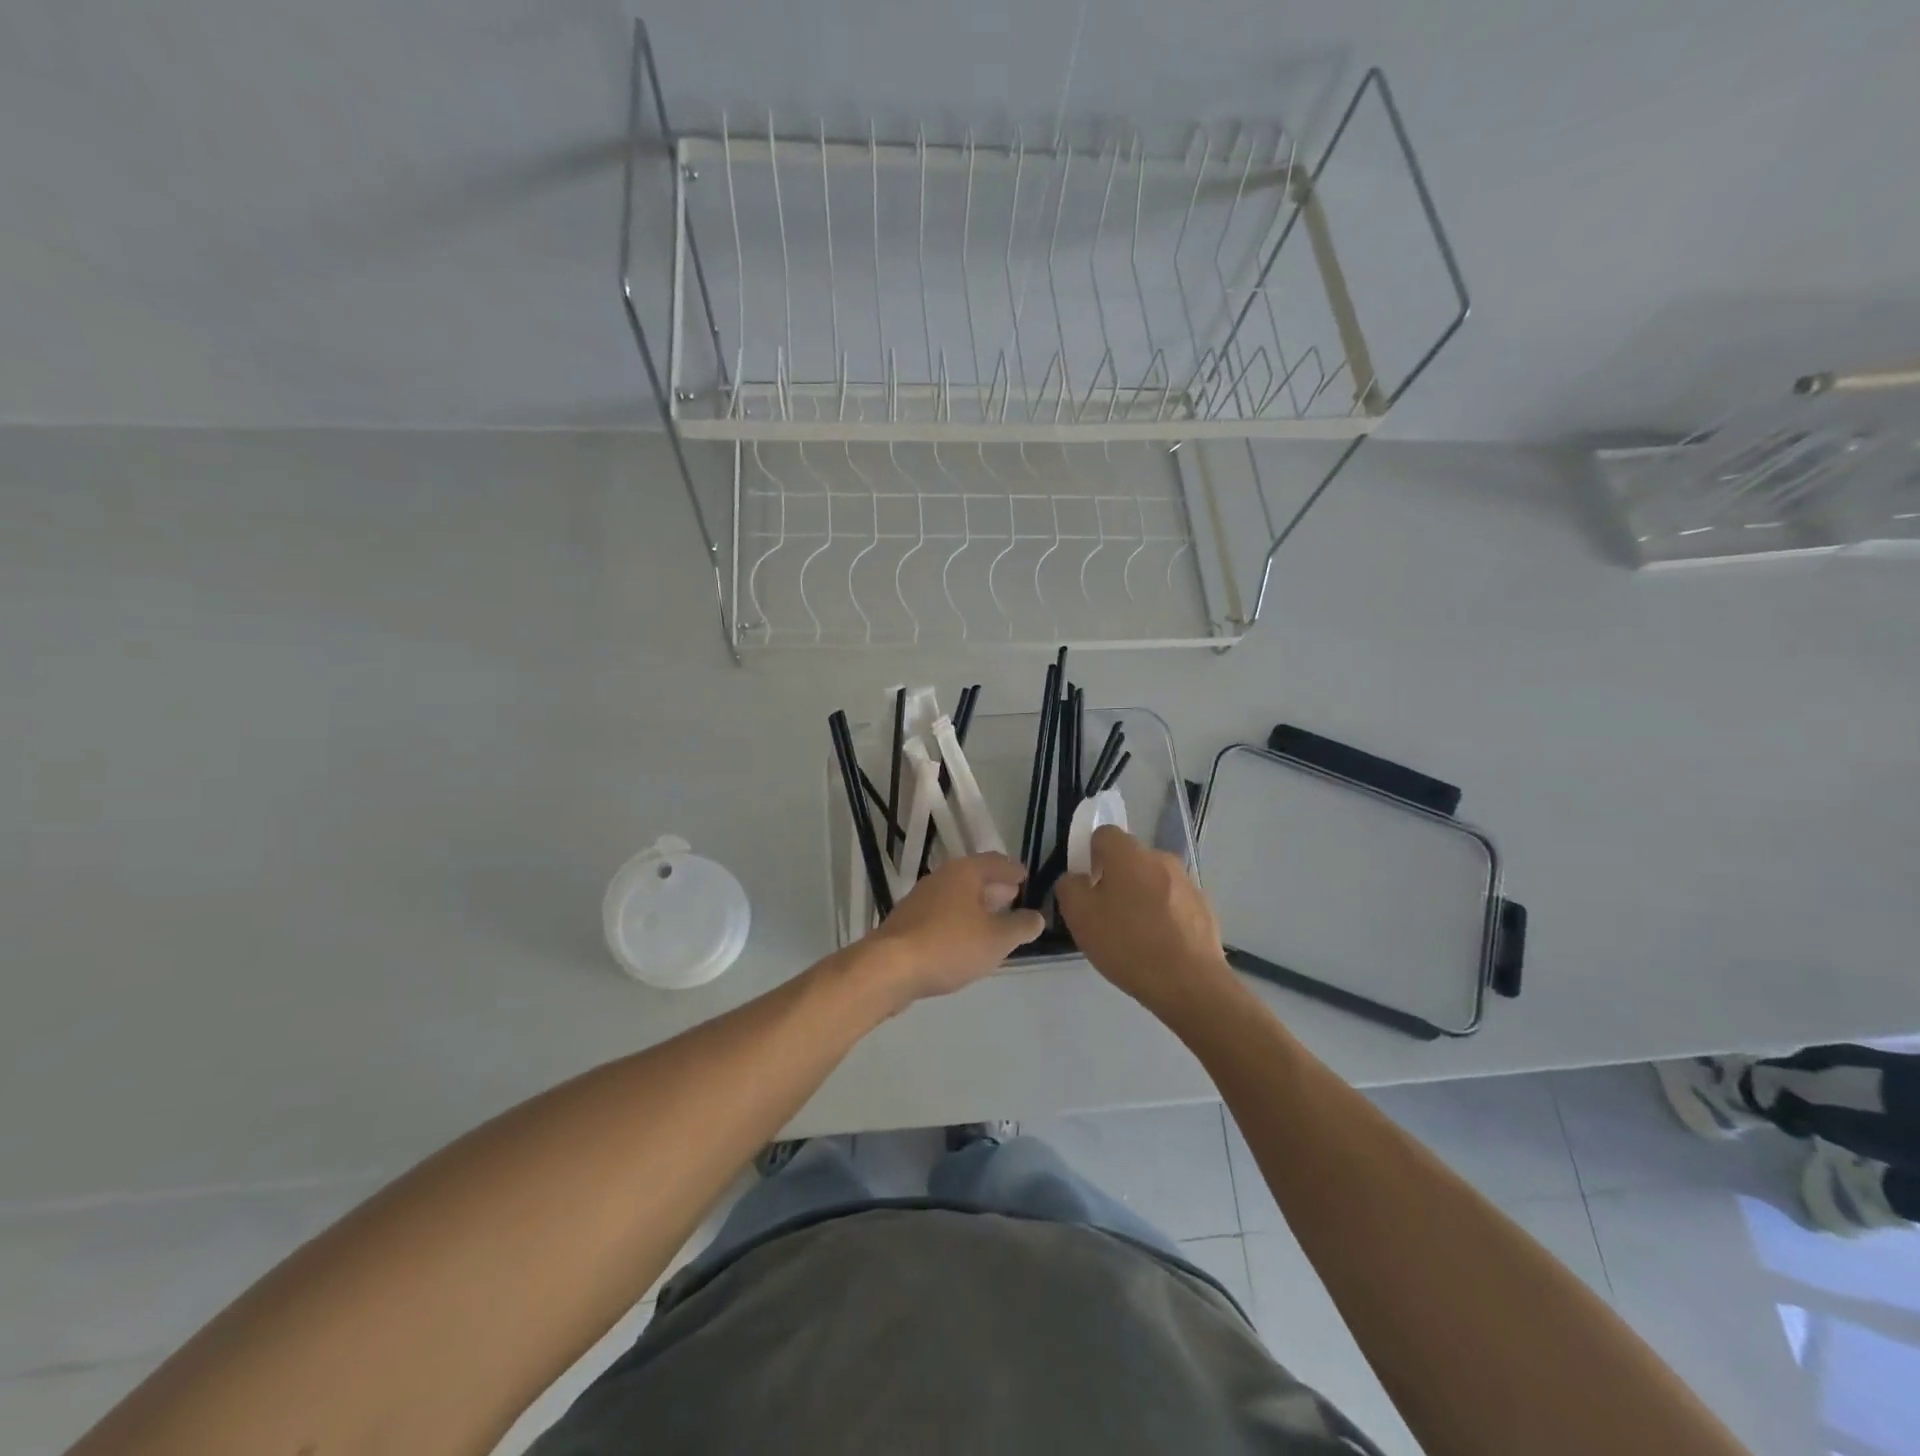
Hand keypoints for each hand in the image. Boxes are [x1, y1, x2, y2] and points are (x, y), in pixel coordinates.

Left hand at [863, 853, 1045, 1004]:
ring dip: (978, 906)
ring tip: (995, 922)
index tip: (1027, 879)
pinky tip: (966, 940)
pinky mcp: (909, 922)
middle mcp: (942, 877)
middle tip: (1015, 898)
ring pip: (958, 896)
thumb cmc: (949, 945)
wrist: (890, 967)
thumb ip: (1021, 926)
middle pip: (975, 877)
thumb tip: (1037, 917)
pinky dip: (960, 920)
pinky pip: (943, 914)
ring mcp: (921, 899)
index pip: (996, 862)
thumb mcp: (997, 939)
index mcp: (965, 872)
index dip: (1014, 870)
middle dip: (996, 888)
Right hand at [1055, 826, 1235, 1017]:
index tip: (1087, 885)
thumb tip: (1076, 879)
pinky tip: (1158, 946)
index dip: (1090, 854)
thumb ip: (1069, 887)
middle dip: (1116, 878)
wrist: (1190, 984)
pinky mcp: (1204, 908)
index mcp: (1129, 854)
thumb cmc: (1128, 944)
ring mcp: (1187, 883)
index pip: (1104, 834)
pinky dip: (1164, 916)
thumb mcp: (1079, 917)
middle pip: (1130, 858)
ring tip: (1134, 935)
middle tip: (1106, 913)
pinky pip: (1174, 903)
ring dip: (1141, 897)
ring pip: (1153, 881)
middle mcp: (1161, 858)